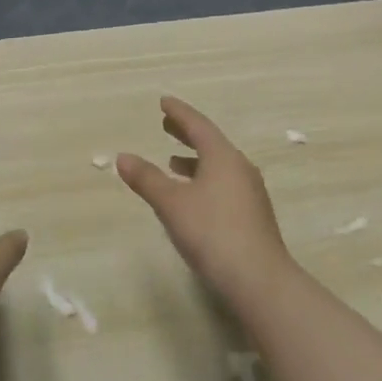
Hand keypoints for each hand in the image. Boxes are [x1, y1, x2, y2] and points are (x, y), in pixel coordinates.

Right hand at [117, 97, 292, 302]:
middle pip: (211, 143)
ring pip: (219, 165)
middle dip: (187, 133)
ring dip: (195, 160)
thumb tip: (122, 157)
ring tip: (173, 162)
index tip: (164, 102)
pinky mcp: (252, 214)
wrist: (258, 278)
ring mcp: (250, 191)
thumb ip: (147, 179)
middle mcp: (240, 167)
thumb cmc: (211, 232)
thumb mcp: (171, 204)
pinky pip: (224, 184)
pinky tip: (193, 196)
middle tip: (166, 125)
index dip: (179, 113)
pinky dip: (204, 179)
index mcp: (223, 156)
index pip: (198, 125)